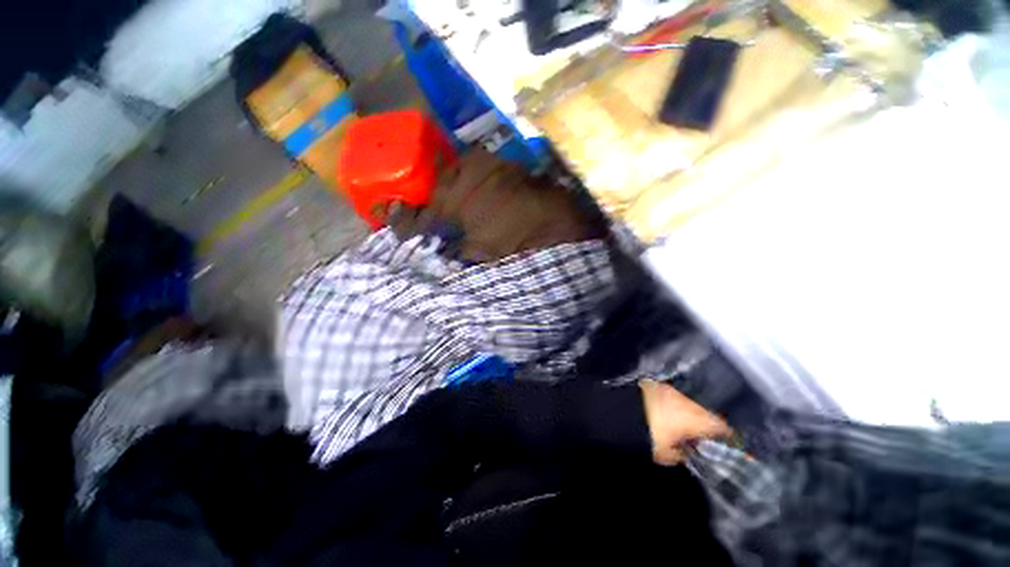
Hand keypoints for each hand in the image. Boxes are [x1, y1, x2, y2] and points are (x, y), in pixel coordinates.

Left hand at [639, 380, 731, 465]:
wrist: (616, 411)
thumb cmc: (645, 436)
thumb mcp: (666, 454)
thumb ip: (683, 453)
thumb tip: (689, 450)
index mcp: (693, 417)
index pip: (719, 425)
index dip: (726, 435)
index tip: (728, 442)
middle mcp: (684, 400)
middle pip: (703, 411)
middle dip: (704, 423)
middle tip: (701, 436)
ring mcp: (668, 389)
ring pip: (686, 402)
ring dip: (687, 412)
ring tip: (680, 425)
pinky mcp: (654, 384)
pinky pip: (670, 396)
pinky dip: (672, 404)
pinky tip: (666, 413)